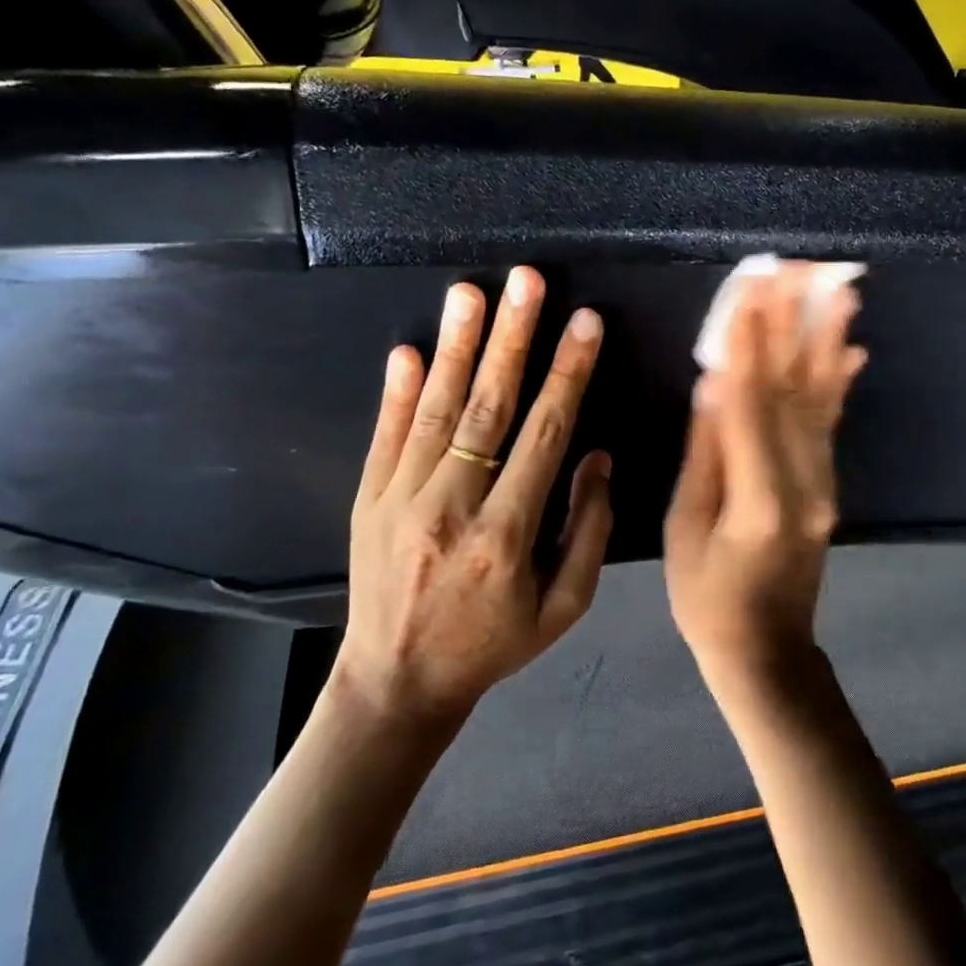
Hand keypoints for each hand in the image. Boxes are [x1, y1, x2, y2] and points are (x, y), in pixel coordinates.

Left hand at [336, 268, 614, 723]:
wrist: (396, 683)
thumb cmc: (492, 645)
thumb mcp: (563, 608)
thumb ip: (588, 531)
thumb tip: (597, 456)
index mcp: (506, 536)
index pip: (544, 436)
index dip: (567, 375)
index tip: (584, 323)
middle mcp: (451, 508)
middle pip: (487, 408)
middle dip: (513, 339)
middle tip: (527, 281)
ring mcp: (401, 500)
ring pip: (434, 411)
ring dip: (455, 347)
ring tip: (470, 292)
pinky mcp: (368, 500)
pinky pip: (385, 436)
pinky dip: (397, 391)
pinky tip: (409, 349)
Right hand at [664, 264, 866, 677]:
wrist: (767, 652)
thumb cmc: (708, 598)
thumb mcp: (686, 528)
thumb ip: (704, 454)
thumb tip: (713, 384)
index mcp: (760, 499)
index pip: (752, 405)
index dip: (750, 345)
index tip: (750, 291)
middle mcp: (805, 484)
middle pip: (795, 391)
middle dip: (791, 326)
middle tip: (793, 271)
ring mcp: (824, 485)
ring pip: (822, 401)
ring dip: (827, 342)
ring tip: (838, 291)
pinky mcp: (828, 487)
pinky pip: (832, 426)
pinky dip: (841, 383)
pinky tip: (852, 349)